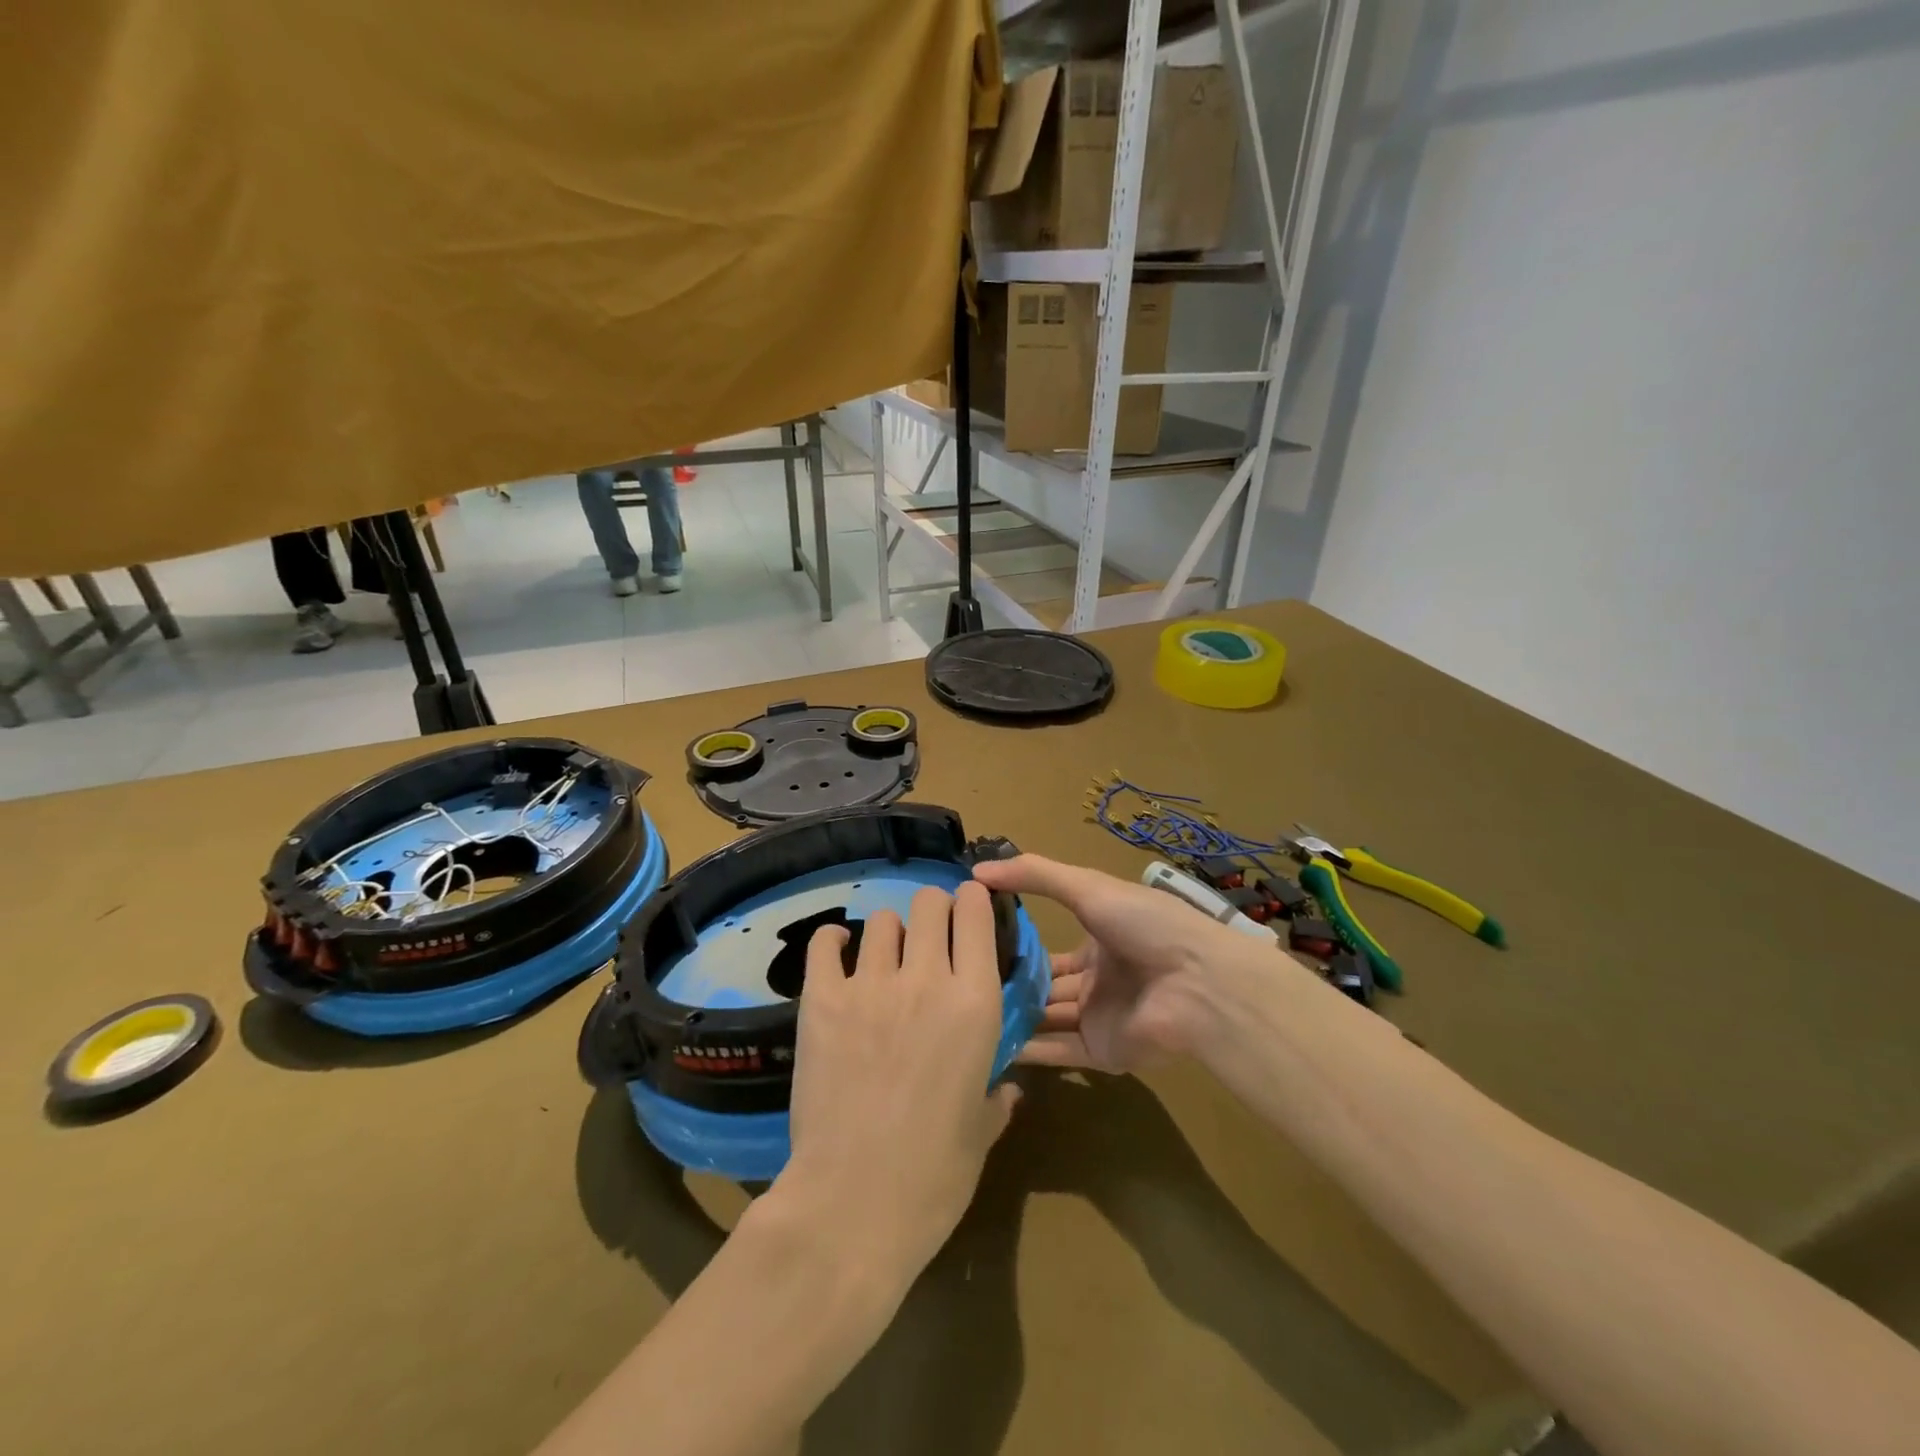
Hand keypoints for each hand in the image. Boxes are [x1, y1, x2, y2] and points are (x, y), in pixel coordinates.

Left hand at [776, 883, 1019, 1280]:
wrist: (852, 1204)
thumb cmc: (933, 1178)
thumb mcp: (980, 1135)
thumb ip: (996, 1099)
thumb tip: (1008, 1089)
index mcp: (975, 1003)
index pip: (976, 916)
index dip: (974, 902)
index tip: (970, 908)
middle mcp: (927, 979)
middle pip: (929, 904)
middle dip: (933, 911)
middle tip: (929, 936)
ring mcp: (871, 985)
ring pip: (882, 920)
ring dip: (889, 932)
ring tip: (884, 957)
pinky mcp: (822, 1000)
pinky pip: (826, 943)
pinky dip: (833, 941)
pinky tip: (838, 952)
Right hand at [972, 854, 1276, 1072]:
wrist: (1198, 983)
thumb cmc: (1145, 925)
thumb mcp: (1087, 886)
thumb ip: (1035, 874)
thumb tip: (977, 870)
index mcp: (1100, 941)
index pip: (1050, 949)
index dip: (1016, 947)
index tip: (973, 944)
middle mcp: (1098, 981)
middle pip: (1045, 987)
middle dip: (1010, 987)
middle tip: (961, 984)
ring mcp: (1100, 1018)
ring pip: (1047, 1020)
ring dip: (1013, 1018)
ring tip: (963, 1015)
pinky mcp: (1102, 1052)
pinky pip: (1058, 1052)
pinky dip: (1027, 1051)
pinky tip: (986, 1044)